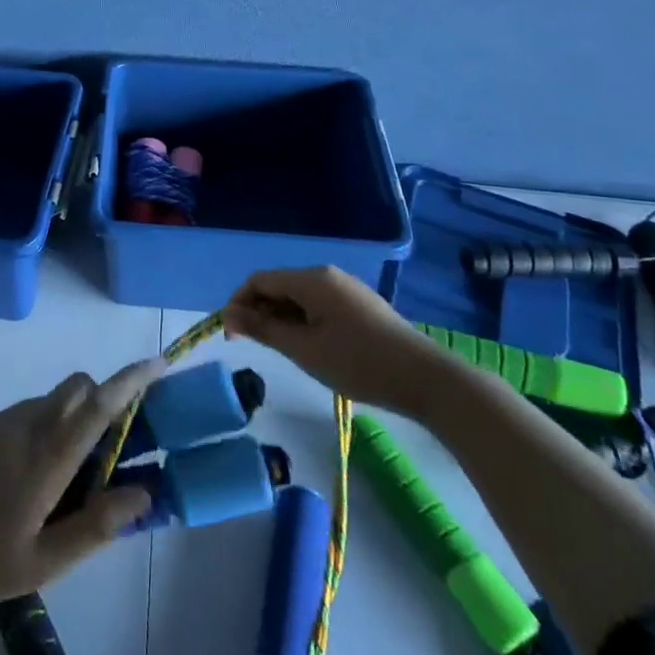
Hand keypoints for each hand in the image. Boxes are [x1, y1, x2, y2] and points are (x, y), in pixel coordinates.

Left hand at [0, 358, 165, 609]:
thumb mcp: (39, 563)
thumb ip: (93, 527)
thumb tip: (142, 493)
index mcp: (46, 456)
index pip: (98, 404)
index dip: (132, 380)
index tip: (160, 363)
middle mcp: (26, 425)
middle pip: (77, 389)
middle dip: (105, 399)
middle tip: (115, 446)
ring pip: (51, 400)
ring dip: (74, 418)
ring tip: (69, 478)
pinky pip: (26, 413)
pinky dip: (45, 427)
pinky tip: (28, 479)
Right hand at [222, 266, 452, 414]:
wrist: (425, 379)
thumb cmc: (358, 363)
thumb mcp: (303, 349)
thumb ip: (263, 329)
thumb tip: (229, 315)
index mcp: (312, 279)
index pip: (259, 280)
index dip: (238, 303)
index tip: (231, 336)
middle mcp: (327, 275)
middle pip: (279, 286)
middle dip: (258, 311)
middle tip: (250, 346)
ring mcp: (346, 290)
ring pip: (299, 297)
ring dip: (280, 318)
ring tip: (279, 350)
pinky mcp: (360, 306)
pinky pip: (318, 305)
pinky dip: (302, 321)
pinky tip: (307, 347)